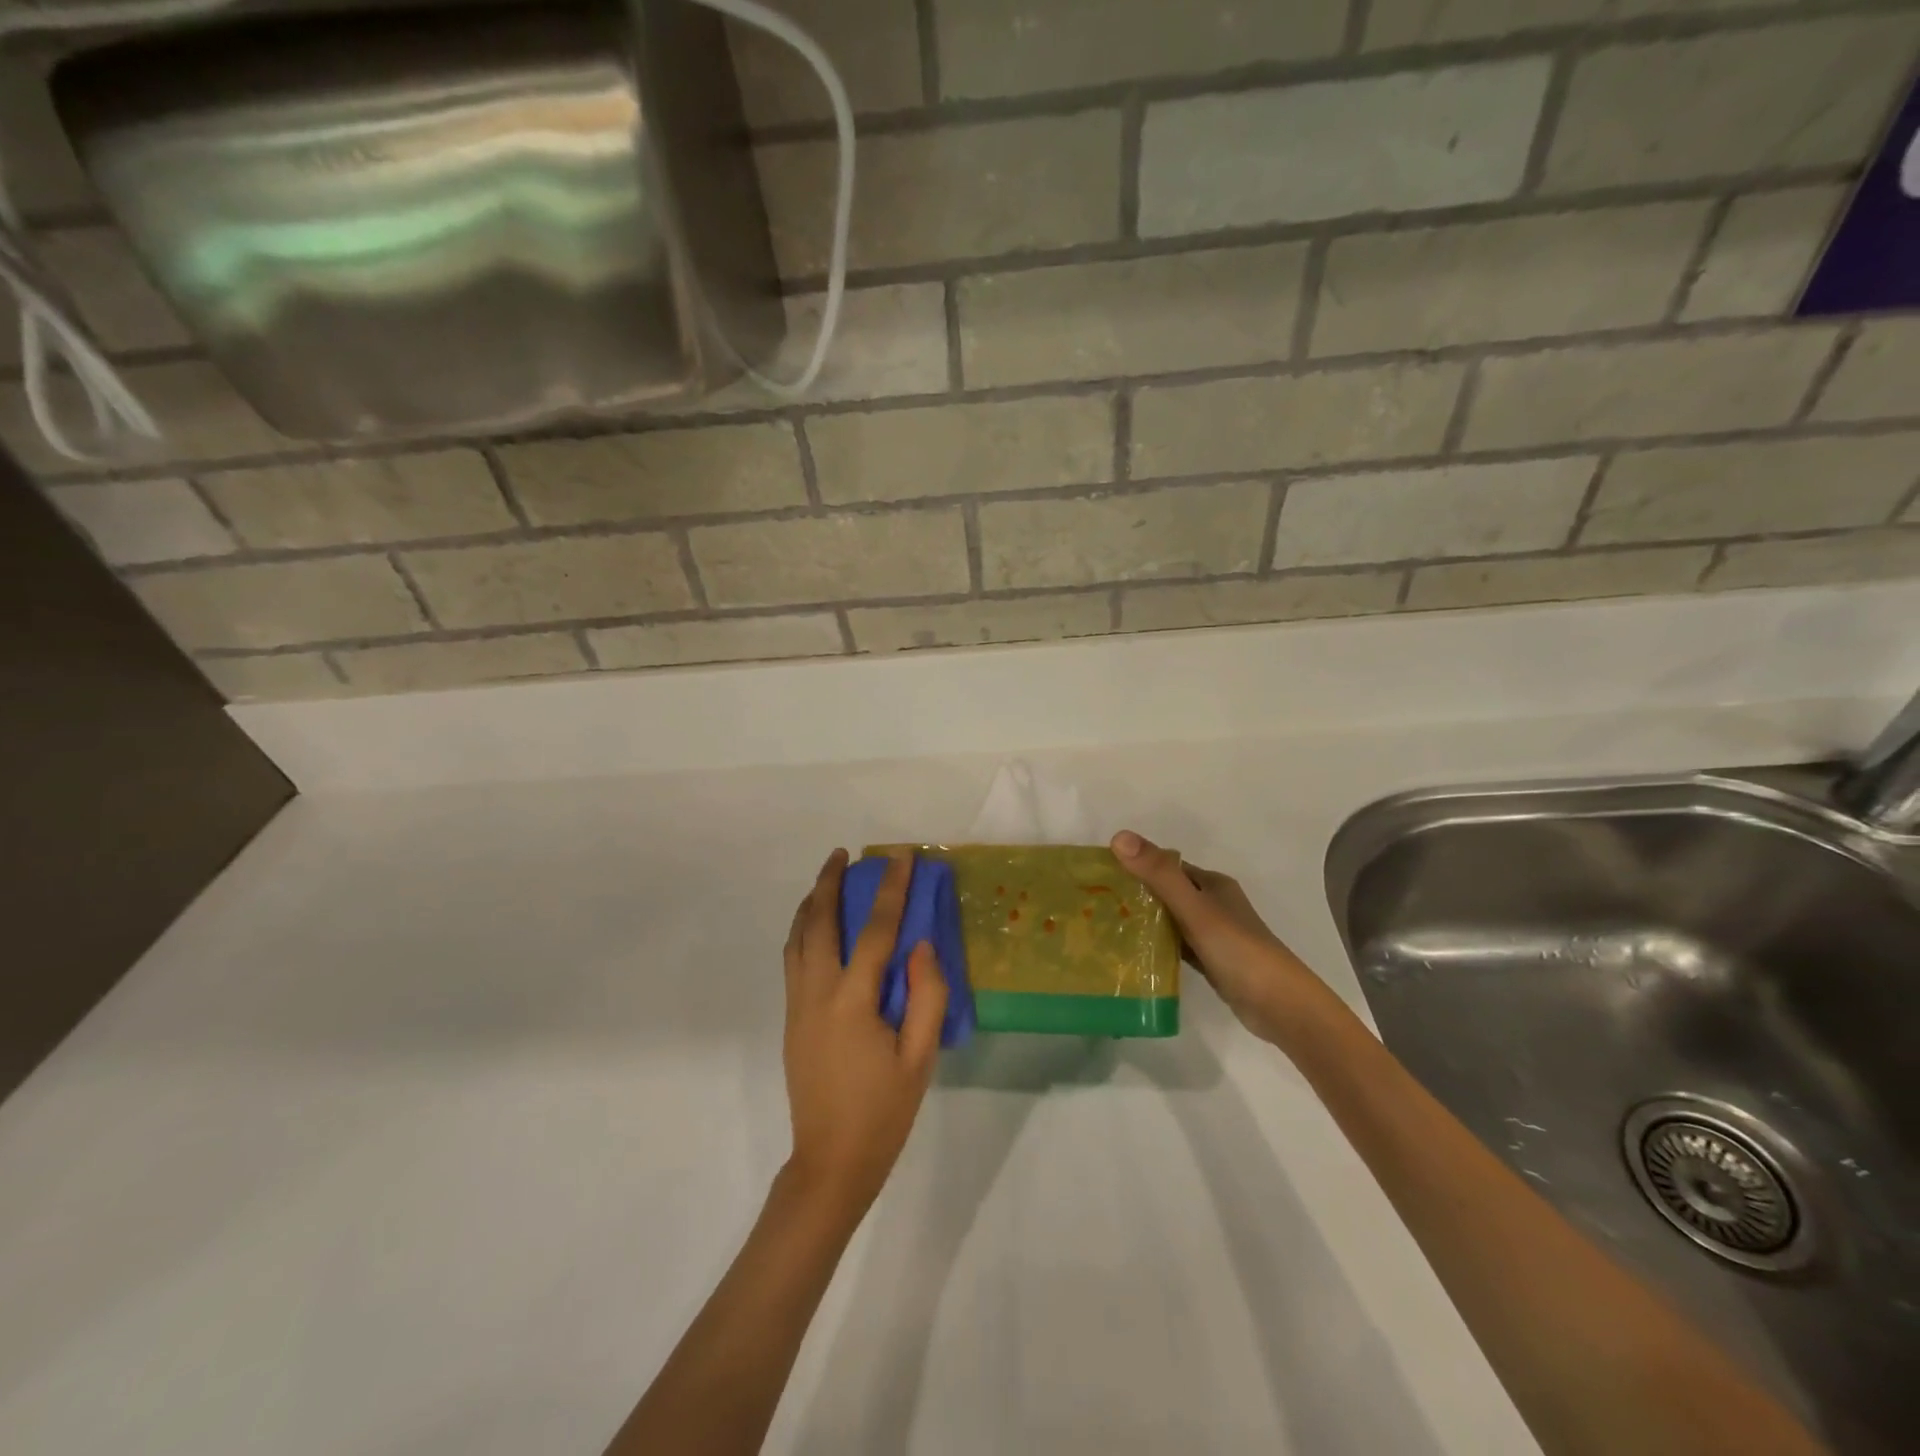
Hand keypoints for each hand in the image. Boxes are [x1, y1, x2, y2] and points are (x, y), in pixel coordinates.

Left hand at [781, 849, 948, 1216]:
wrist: (830, 1163)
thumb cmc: (883, 1113)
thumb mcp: (920, 1059)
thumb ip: (926, 996)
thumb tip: (922, 945)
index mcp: (852, 1001)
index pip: (874, 931)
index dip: (890, 890)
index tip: (899, 857)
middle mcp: (816, 993)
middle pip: (817, 923)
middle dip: (828, 883)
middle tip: (841, 854)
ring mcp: (797, 1006)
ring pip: (796, 939)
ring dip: (809, 903)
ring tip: (825, 880)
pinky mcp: (791, 1019)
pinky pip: (793, 959)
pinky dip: (802, 930)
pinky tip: (816, 929)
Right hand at [1111, 830, 1333, 1046]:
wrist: (1281, 1006)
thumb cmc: (1238, 950)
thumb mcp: (1195, 909)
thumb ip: (1158, 875)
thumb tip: (1118, 836)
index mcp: (1212, 884)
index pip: (1165, 866)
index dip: (1135, 866)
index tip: (1099, 875)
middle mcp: (1213, 904)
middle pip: (1167, 892)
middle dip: (1135, 894)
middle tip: (1095, 903)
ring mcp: (1214, 934)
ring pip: (1171, 919)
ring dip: (1144, 921)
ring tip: (1105, 927)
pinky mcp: (1212, 961)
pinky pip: (1177, 945)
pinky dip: (1158, 946)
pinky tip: (1134, 954)